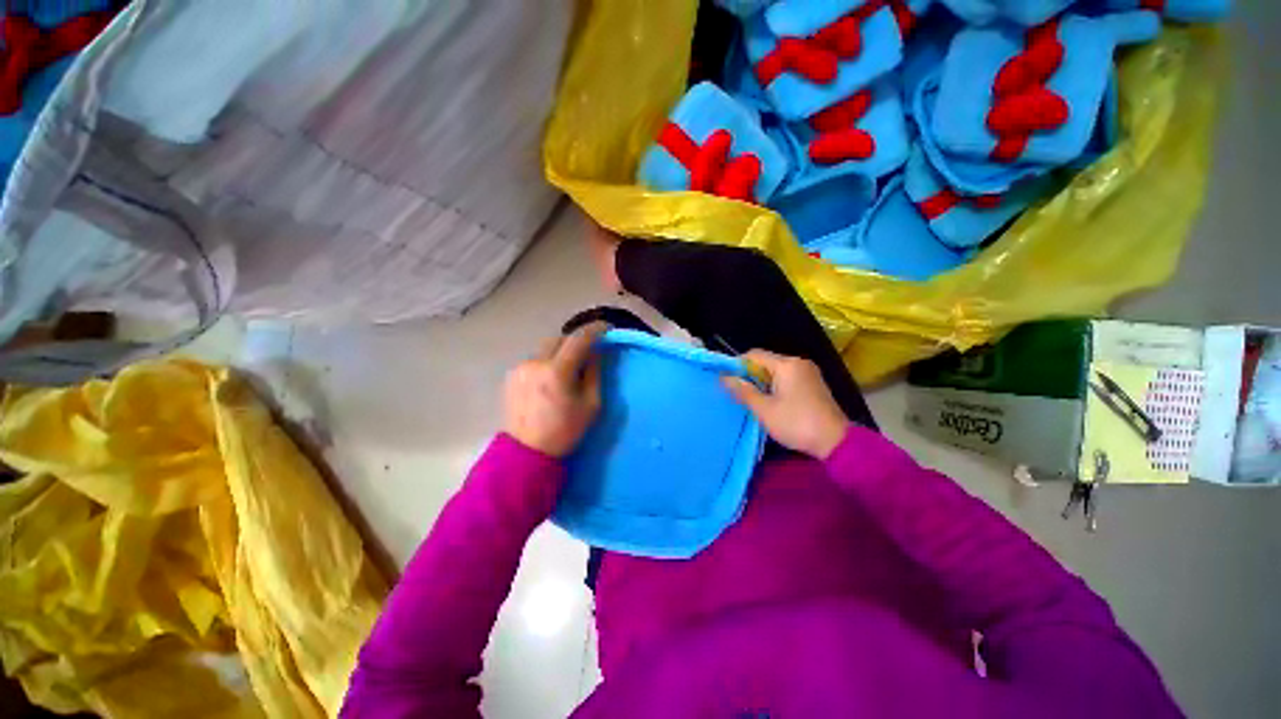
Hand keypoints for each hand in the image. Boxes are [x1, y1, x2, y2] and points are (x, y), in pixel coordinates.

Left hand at [504, 323, 605, 457]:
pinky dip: (547, 361)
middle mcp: (535, 363)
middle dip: (576, 340)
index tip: (607, 328)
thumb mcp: (591, 405)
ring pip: (545, 348)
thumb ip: (594, 373)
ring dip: (561, 351)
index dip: (595, 330)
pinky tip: (551, 378)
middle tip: (589, 350)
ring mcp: (520, 368)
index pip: (579, 339)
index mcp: (557, 371)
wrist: (527, 452)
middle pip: (559, 338)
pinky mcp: (511, 375)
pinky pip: (535, 359)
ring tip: (569, 367)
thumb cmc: (564, 431)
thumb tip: (594, 353)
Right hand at [722, 350, 850, 459]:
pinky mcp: (814, 384)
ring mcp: (809, 373)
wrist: (835, 442)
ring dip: (763, 382)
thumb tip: (724, 378)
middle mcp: (798, 363)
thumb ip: (743, 391)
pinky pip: (788, 378)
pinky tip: (772, 403)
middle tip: (740, 394)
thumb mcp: (764, 409)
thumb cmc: (796, 423)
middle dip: (751, 375)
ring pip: (776, 371)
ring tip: (754, 401)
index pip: (754, 355)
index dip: (738, 365)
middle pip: (766, 361)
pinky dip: (776, 386)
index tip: (729, 382)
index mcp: (787, 364)